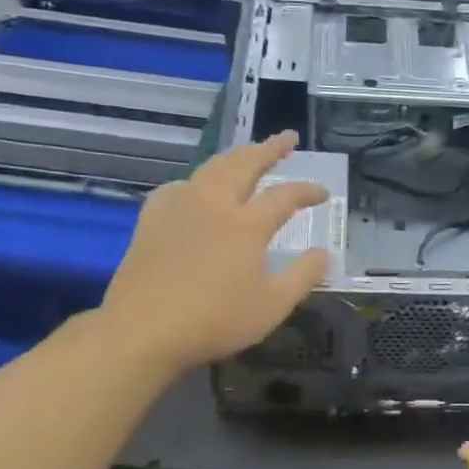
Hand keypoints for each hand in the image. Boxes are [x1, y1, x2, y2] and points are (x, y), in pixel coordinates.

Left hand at [100, 131, 328, 376]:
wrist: (144, 330)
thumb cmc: (215, 321)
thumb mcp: (272, 306)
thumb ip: (303, 276)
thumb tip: (324, 254)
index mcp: (247, 225)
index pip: (286, 196)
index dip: (308, 191)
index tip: (323, 194)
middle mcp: (215, 204)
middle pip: (245, 164)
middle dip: (270, 148)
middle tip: (288, 138)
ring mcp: (180, 207)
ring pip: (212, 168)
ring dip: (235, 156)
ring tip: (248, 153)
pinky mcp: (152, 219)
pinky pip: (180, 185)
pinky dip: (198, 180)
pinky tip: (197, 188)